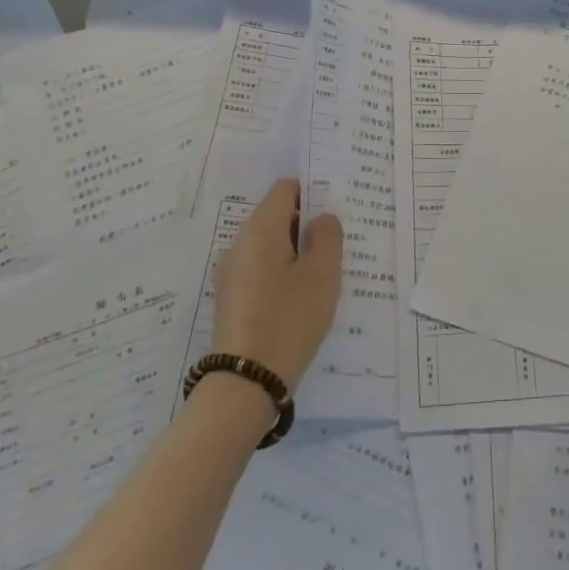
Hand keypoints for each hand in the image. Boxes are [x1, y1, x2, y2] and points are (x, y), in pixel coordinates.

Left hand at [211, 180, 342, 388]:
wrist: (247, 380)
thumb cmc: (289, 318)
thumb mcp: (322, 275)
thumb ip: (327, 237)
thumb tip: (321, 218)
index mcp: (261, 229)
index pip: (285, 189)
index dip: (312, 191)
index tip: (335, 211)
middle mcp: (239, 243)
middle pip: (276, 216)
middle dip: (306, 224)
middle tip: (336, 244)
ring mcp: (231, 271)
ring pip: (269, 244)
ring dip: (295, 250)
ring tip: (323, 273)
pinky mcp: (231, 296)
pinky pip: (260, 268)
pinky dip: (281, 271)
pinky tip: (300, 296)